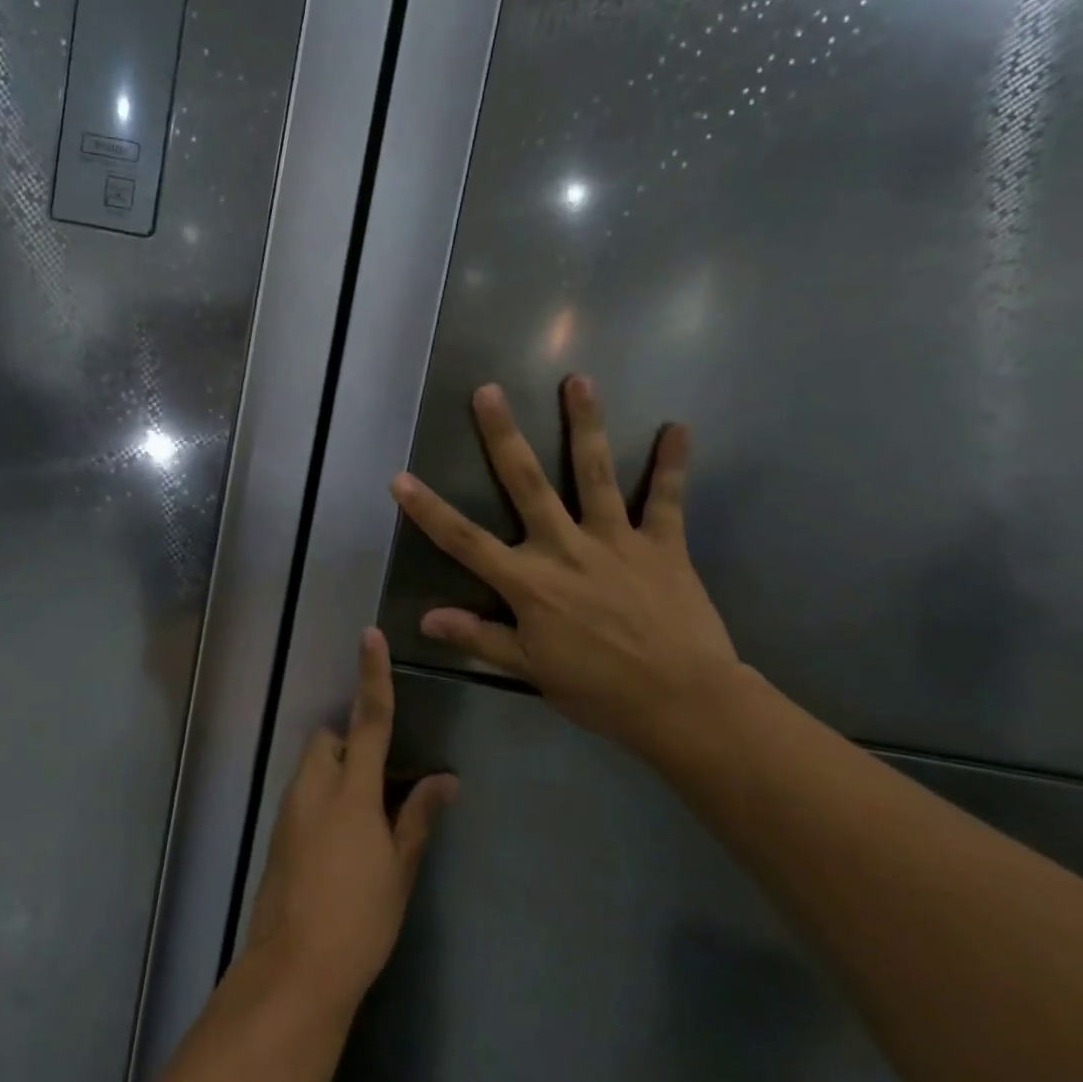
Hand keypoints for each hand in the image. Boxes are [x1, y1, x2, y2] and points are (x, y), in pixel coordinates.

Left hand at [244, 630, 458, 1018]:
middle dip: (350, 743)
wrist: (294, 970)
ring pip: (313, 768)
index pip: (368, 720)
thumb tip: (446, 780)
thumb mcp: (399, 869)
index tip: (370, 636)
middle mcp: (314, 790)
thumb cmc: (359, 919)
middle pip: (328, 740)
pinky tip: (342, 843)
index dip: (372, 676)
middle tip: (381, 781)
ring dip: (337, 773)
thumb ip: (419, 817)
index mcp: (351, 792)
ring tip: (366, 819)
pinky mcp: (278, 835)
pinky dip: (323, 799)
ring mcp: (289, 812)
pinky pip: (304, 796)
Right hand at [390, 377, 741, 763]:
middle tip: (488, 392)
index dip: (428, 510)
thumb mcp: (530, 669)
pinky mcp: (662, 543)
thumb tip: (427, 618)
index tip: (400, 478)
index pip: (465, 541)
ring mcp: (616, 540)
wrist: (681, 701)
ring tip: (577, 380)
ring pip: (595, 473)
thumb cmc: (599, 690)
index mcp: (528, 582)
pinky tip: (678, 427)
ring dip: (585, 424)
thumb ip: (480, 636)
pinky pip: (667, 498)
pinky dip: (673, 463)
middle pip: (526, 483)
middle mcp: (565, 547)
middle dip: (503, 436)